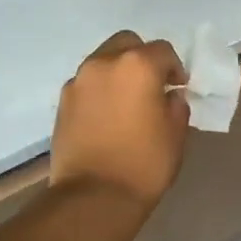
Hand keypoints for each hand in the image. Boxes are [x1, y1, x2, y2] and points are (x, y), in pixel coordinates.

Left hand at [50, 31, 189, 208]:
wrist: (94, 196)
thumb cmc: (144, 164)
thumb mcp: (176, 134)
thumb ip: (176, 105)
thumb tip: (169, 96)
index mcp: (138, 65)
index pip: (163, 50)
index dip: (174, 68)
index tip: (178, 88)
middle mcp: (104, 63)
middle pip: (127, 44)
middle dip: (142, 58)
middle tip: (152, 86)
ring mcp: (79, 81)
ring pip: (103, 61)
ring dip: (118, 72)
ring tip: (127, 102)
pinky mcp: (63, 101)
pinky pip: (87, 84)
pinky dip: (100, 90)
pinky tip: (107, 116)